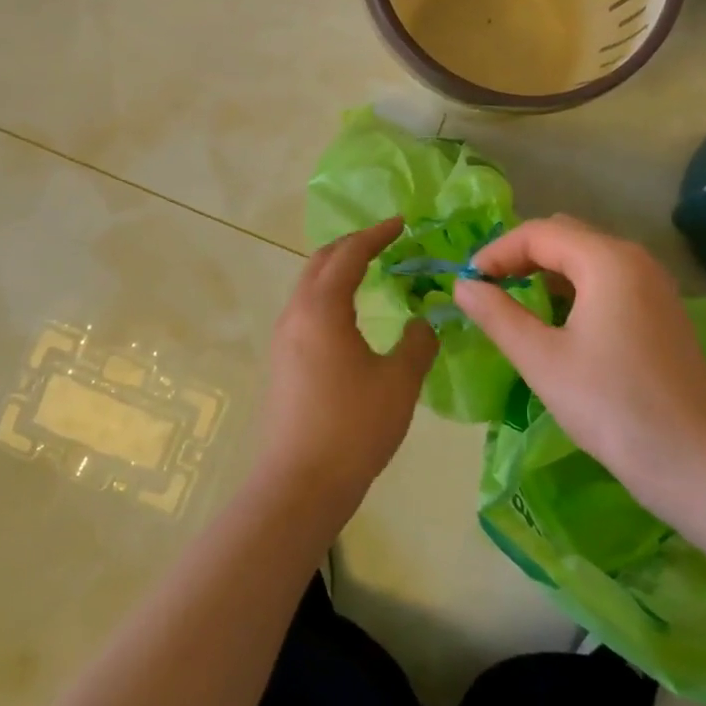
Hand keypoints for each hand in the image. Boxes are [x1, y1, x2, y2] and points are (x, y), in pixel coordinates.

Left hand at [256, 219, 436, 512]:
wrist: (301, 483)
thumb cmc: (354, 427)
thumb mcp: (399, 382)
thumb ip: (418, 342)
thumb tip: (423, 321)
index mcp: (322, 309)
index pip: (349, 254)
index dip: (376, 234)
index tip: (401, 223)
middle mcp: (296, 314)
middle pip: (321, 262)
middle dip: (352, 245)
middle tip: (385, 242)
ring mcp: (284, 338)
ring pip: (309, 286)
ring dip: (337, 270)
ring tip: (370, 272)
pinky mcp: (282, 361)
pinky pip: (306, 309)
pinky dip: (329, 295)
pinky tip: (350, 315)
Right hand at [453, 215, 705, 522]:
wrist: (697, 463)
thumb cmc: (612, 406)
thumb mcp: (542, 360)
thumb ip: (497, 315)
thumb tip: (463, 285)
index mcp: (607, 260)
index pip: (539, 232)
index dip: (496, 252)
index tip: (467, 283)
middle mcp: (635, 260)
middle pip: (564, 237)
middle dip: (520, 257)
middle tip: (488, 291)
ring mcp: (654, 285)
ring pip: (587, 259)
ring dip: (546, 274)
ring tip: (514, 306)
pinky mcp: (661, 312)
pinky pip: (607, 282)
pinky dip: (573, 290)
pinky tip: (557, 325)